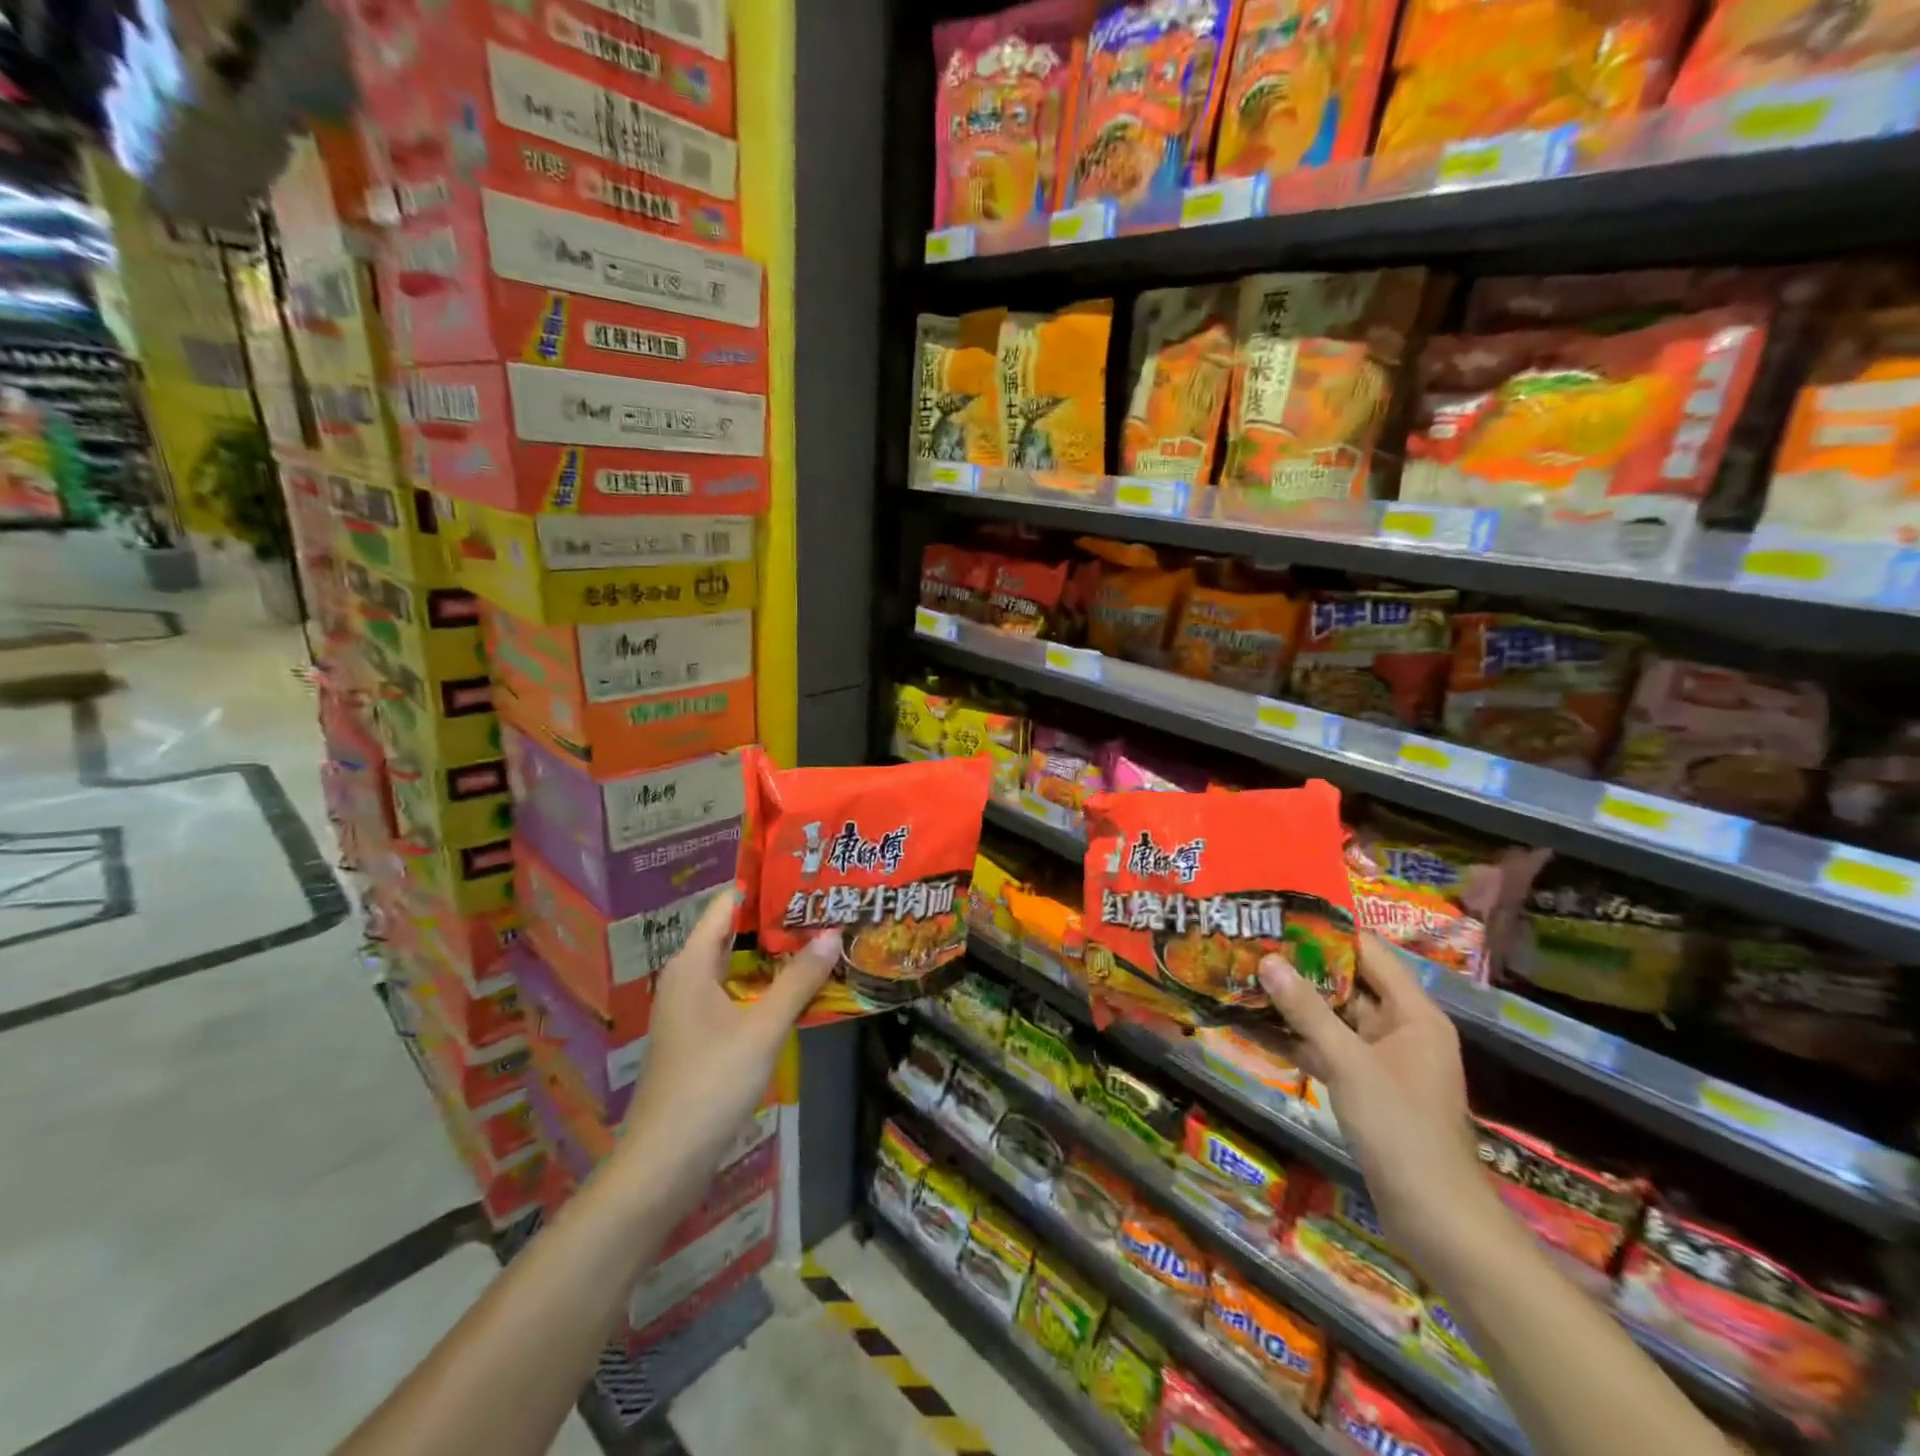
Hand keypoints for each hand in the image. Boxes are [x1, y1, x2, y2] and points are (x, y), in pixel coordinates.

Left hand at [615, 890, 838, 1193]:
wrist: (664, 1163)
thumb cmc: (710, 1085)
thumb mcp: (763, 1028)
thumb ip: (798, 980)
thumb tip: (832, 931)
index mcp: (692, 964)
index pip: (727, 904)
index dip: (763, 885)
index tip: (804, 872)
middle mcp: (687, 978)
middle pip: (734, 934)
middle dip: (777, 921)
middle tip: (825, 904)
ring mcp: (692, 1009)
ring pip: (737, 967)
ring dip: (775, 956)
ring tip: (822, 938)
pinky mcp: (701, 1036)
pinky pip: (736, 994)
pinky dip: (766, 986)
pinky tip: (800, 989)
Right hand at [1258, 933, 1494, 1269]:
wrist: (1435, 1219)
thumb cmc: (1401, 1128)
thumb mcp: (1348, 1062)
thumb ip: (1306, 1010)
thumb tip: (1267, 960)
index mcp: (1413, 1013)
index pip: (1369, 952)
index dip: (1327, 931)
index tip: (1280, 915)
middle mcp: (1401, 1028)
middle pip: (1347, 982)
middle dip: (1300, 966)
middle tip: (1250, 943)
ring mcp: (1382, 1059)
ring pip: (1332, 1017)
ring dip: (1293, 1003)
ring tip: (1243, 977)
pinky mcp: (1366, 1086)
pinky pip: (1327, 1049)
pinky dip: (1296, 1039)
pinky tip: (1253, 1027)